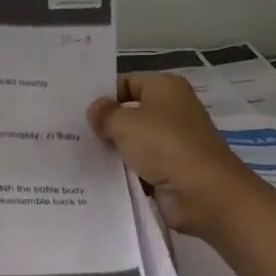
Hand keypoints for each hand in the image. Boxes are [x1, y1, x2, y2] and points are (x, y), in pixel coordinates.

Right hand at [88, 73, 253, 237]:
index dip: (104, 96)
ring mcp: (173, 141)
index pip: (127, 83)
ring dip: (114, 149)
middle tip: (73, 133)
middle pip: (130, 112)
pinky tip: (99, 174)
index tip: (79, 112)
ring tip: (80, 154)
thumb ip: (104, 114)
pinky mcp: (171, 168)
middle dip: (106, 123)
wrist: (202, 191)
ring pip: (134, 140)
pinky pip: (140, 164)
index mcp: (166, 87)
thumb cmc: (164, 144)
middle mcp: (172, 110)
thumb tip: (95, 110)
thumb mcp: (125, 122)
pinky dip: (125, 169)